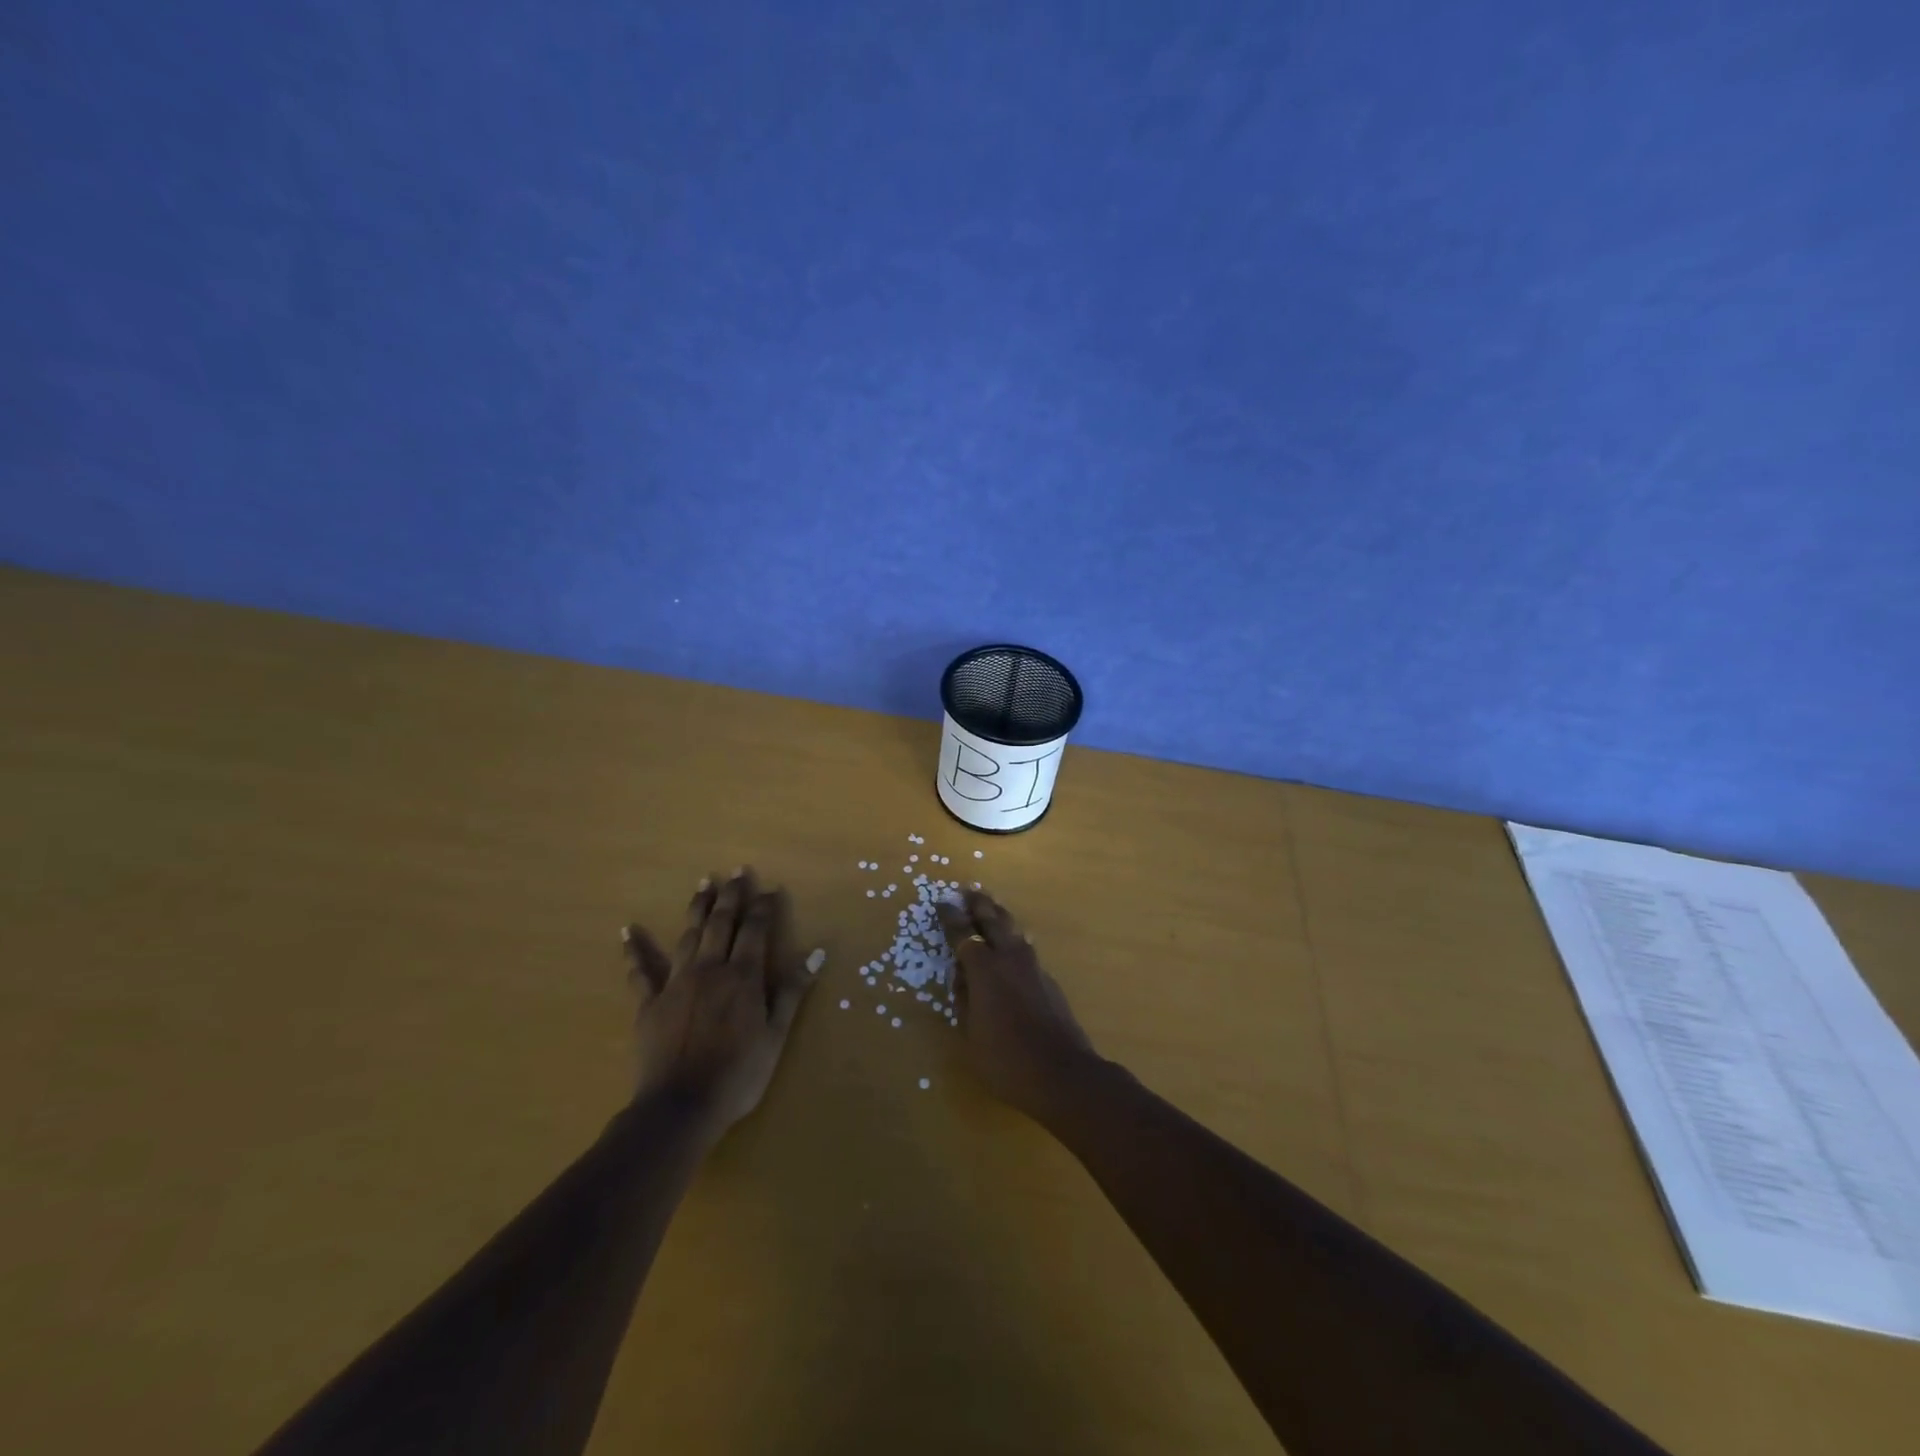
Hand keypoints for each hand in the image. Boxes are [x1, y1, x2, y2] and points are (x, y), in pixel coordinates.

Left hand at [622, 868, 816, 1137]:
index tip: (769, 888)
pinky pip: (640, 972)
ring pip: (689, 935)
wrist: (680, 1107)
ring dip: (697, 907)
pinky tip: (628, 931)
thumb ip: (792, 991)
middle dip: (731, 895)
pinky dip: (634, 950)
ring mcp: (676, 983)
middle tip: (736, 871)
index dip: (763, 906)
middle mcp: (710, 969)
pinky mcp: (649, 1003)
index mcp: (743, 976)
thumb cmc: (738, 1075)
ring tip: (703, 883)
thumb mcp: (775, 1035)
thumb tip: (816, 953)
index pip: (755, 930)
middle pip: (721, 923)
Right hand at [937, 889, 1096, 1121]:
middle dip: (979, 904)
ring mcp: (1033, 966)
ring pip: (1013, 929)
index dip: (951, 917)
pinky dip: (1013, 940)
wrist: (1062, 1073)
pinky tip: (1011, 945)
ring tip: (990, 908)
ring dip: (999, 916)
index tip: (942, 902)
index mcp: (984, 969)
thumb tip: (963, 976)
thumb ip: (964, 998)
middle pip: (993, 920)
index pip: (963, 934)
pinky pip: (1025, 948)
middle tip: (967, 891)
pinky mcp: (1048, 978)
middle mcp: (1009, 958)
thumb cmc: (1006, 1058)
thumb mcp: (971, 1032)